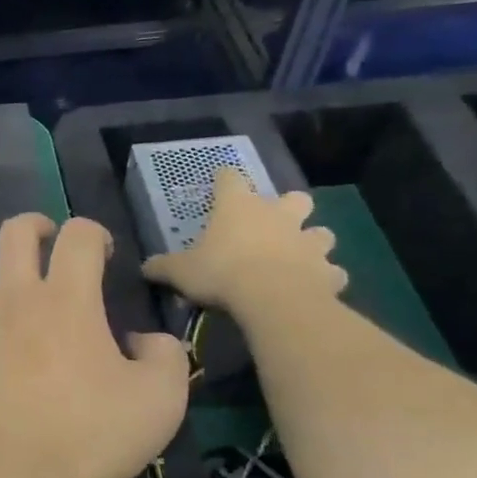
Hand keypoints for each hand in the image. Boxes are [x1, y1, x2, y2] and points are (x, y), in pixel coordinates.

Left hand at [0, 215, 190, 477]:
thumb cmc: (88, 441)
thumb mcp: (160, 403)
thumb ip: (165, 357)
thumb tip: (144, 339)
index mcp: (67, 300)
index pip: (79, 236)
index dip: (93, 232)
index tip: (100, 251)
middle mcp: (13, 297)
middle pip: (15, 232)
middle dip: (33, 223)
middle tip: (42, 236)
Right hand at [141, 168, 346, 314]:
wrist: (274, 299)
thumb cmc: (221, 272)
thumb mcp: (180, 271)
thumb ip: (163, 266)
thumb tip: (144, 267)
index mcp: (238, 207)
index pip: (230, 179)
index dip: (224, 178)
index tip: (220, 181)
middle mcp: (277, 216)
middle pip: (294, 199)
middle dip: (289, 207)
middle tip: (275, 223)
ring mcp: (307, 242)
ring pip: (322, 233)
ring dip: (312, 241)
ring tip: (300, 256)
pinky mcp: (327, 271)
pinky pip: (332, 272)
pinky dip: (325, 277)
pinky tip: (314, 286)